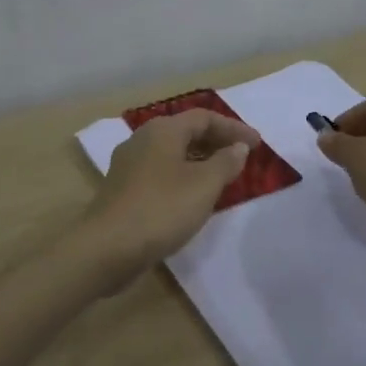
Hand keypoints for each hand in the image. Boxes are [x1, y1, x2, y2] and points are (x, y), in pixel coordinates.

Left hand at [82, 110, 259, 283]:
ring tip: (223, 177)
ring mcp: (128, 166)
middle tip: (242, 158)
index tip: (257, 145)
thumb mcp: (204, 185)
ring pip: (172, 154)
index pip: (204, 118)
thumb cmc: (161, 209)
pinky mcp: (123, 191)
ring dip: (200, 161)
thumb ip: (225, 162)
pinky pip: (161, 174)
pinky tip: (193, 197)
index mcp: (162, 131)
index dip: (234, 129)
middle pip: (186, 132)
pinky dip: (183, 177)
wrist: (107, 248)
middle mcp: (142, 141)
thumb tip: (237, 148)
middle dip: (216, 142)